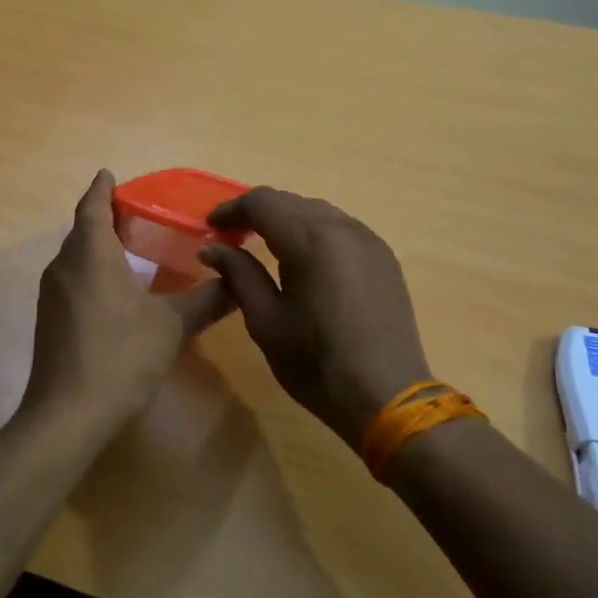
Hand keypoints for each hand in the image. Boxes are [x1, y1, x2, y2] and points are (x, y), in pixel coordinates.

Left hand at [21, 171, 232, 429]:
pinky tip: (116, 290)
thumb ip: (207, 299)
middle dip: (104, 217)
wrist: (68, 414)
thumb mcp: (172, 325)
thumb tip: (236, 280)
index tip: (110, 174)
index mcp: (91, 254)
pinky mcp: (50, 320)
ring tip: (130, 247)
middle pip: (82, 230)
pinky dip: (92, 272)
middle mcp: (64, 266)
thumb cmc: (120, 356)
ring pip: (76, 257)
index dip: (102, 188)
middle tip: (137, 213)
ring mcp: (52, 295)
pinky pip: (73, 280)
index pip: (92, 206)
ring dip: (98, 246)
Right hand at [200, 188, 432, 449]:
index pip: (262, 202)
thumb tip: (212, 247)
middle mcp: (343, 228)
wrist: (387, 396)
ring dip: (287, 220)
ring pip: (318, 212)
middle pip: (291, 201)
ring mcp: (369, 240)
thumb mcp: (266, 321)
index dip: (231, 210)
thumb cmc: (316, 364)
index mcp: (311, 240)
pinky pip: (342, 228)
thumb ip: (239, 275)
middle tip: (232, 238)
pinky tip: (304, 259)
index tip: (211, 229)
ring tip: (265, 246)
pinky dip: (315, 232)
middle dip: (257, 213)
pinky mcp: (384, 257)